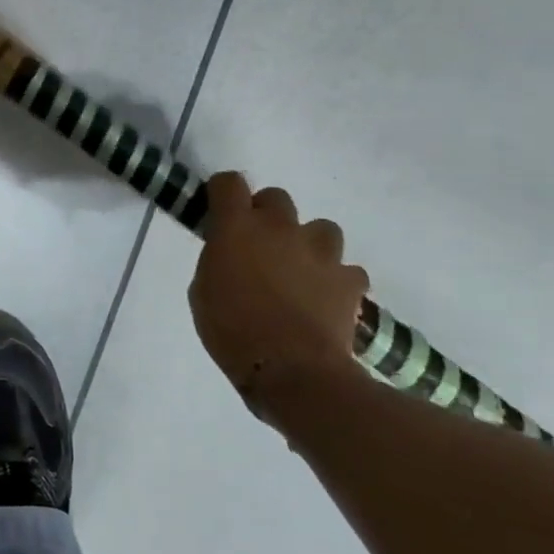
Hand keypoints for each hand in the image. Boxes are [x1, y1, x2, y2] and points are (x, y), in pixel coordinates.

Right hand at [187, 172, 369, 412]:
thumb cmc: (230, 330)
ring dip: (307, 244)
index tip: (219, 211)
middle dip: (267, 216)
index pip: (228, 183)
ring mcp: (320, 251)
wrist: (290, 370)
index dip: (223, 193)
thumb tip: (231, 255)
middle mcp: (280, 228)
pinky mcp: (350, 279)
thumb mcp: (202, 291)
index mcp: (237, 227)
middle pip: (276, 198)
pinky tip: (324, 299)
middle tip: (259, 247)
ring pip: (320, 228)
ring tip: (299, 271)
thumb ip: (218, 260)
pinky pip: (346, 269)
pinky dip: (335, 280)